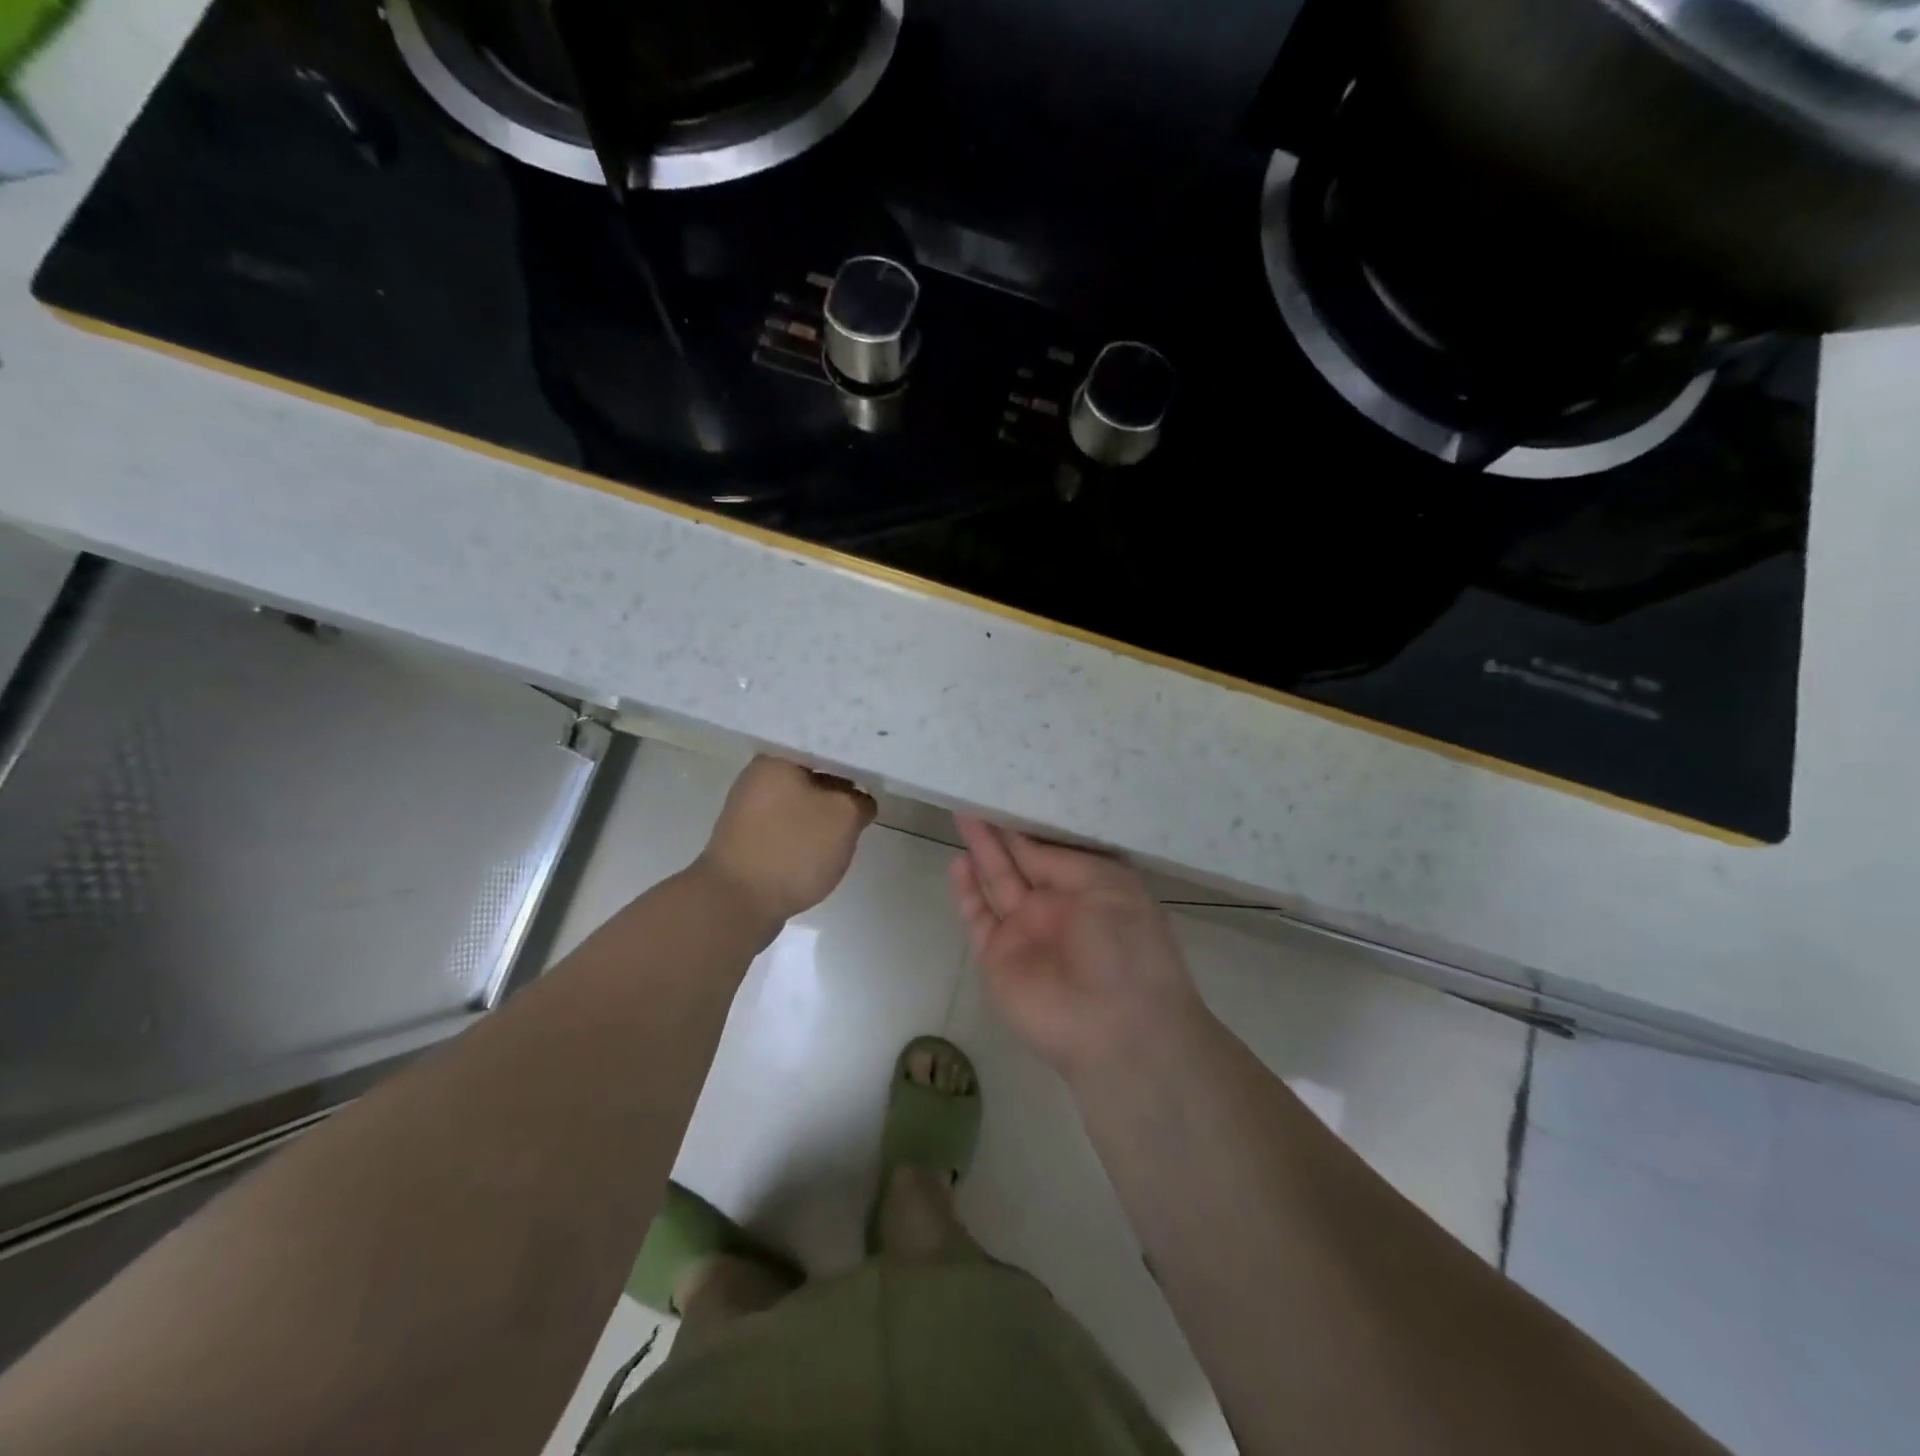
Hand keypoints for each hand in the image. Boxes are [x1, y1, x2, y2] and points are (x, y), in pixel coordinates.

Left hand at [697, 756, 876, 930]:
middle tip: (866, 802)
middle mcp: (757, 777)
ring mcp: (748, 810)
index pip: (824, 746)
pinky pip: (786, 826)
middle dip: (839, 789)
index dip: (853, 759)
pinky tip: (822, 849)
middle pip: (812, 774)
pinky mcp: (748, 840)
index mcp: (776, 759)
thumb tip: (859, 801)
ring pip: (799, 801)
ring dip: (823, 814)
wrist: (736, 904)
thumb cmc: (792, 849)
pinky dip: (805, 835)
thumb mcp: (845, 817)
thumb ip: (860, 800)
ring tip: (848, 828)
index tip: (874, 773)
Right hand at [950, 816, 1210, 1085]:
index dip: (1029, 823)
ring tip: (963, 815)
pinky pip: (978, 917)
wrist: (1116, 1028)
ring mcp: (1024, 931)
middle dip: (1000, 831)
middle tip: (977, 795)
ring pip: (997, 882)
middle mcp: (1055, 906)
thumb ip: (1061, 861)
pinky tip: (958, 862)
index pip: (1051, 848)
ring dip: (981, 852)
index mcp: (1090, 888)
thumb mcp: (1109, 887)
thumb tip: (1024, 840)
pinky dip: (966, 891)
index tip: (1009, 791)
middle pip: (1020, 861)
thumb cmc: (1127, 947)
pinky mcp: (997, 956)